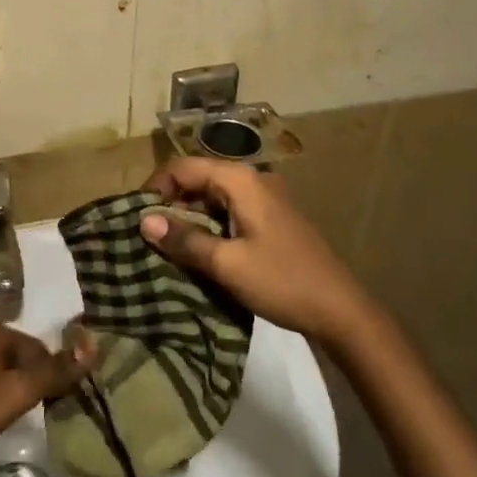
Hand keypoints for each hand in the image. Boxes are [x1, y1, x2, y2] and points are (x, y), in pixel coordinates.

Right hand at [140, 158, 380, 349]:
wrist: (340, 309)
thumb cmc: (281, 281)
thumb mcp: (227, 264)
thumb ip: (185, 240)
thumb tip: (144, 221)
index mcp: (240, 180)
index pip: (183, 167)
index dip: (155, 188)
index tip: (137, 219)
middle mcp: (251, 179)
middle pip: (198, 178)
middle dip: (170, 202)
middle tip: (149, 236)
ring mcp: (264, 198)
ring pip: (212, 196)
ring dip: (189, 216)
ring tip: (168, 246)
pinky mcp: (270, 217)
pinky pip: (229, 210)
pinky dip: (209, 224)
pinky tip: (199, 250)